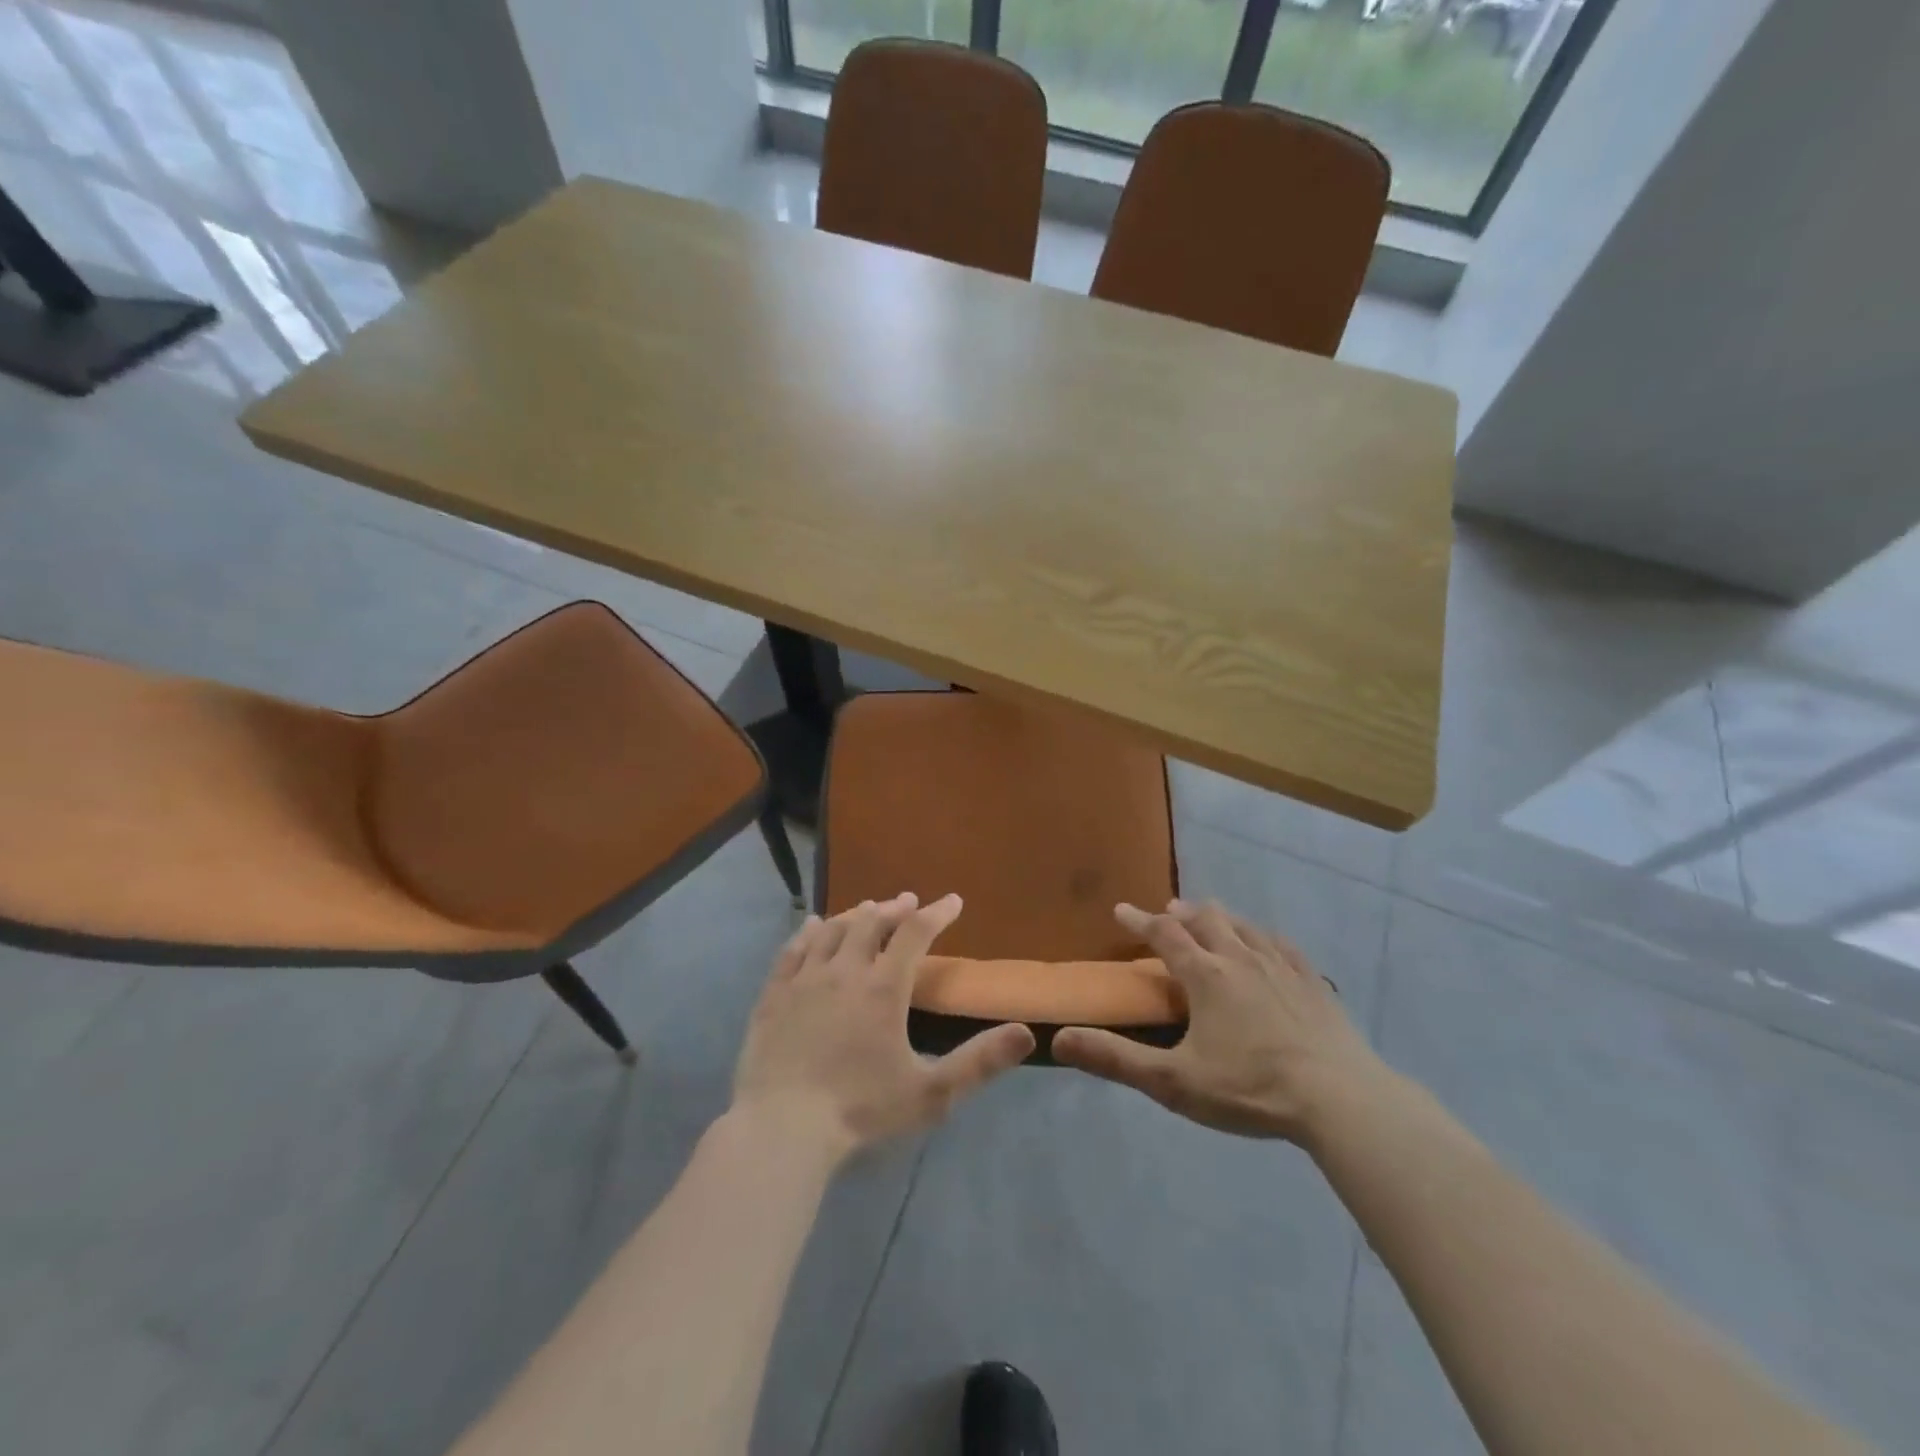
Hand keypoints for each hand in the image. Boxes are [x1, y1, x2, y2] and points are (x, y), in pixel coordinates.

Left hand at [732, 893, 1034, 1162]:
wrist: (782, 1129)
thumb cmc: (861, 1111)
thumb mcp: (931, 1094)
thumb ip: (979, 1062)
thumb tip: (1027, 1033)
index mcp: (883, 988)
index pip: (915, 933)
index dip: (937, 913)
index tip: (953, 901)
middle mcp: (844, 971)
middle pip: (871, 922)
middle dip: (894, 908)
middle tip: (907, 902)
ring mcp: (804, 980)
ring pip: (833, 930)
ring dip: (855, 915)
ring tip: (868, 909)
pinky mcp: (773, 995)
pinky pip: (793, 950)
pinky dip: (809, 932)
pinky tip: (814, 926)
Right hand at [1052, 900, 1387, 1143]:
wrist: (1340, 1100)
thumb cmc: (1250, 1088)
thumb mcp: (1173, 1082)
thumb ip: (1115, 1059)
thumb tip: (1060, 1038)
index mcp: (1205, 975)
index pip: (1164, 935)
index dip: (1139, 920)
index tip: (1121, 910)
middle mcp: (1240, 959)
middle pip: (1207, 920)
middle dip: (1183, 913)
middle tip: (1169, 911)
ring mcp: (1281, 967)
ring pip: (1244, 927)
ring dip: (1221, 918)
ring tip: (1211, 917)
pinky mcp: (1313, 984)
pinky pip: (1283, 945)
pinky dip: (1264, 937)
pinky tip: (1268, 943)